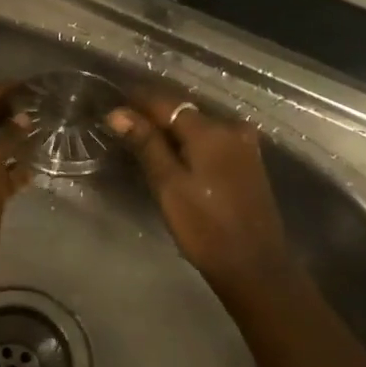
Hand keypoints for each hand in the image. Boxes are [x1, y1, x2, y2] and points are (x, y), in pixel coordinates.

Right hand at [108, 92, 296, 296]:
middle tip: (122, 121)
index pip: (165, 102)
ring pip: (197, 125)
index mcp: (210, 130)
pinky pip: (211, 138)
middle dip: (152, 113)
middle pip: (183, 110)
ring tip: (141, 135)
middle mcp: (230, 127)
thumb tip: (118, 112)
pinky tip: (173, 151)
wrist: (254, 266)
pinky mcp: (247, 161)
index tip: (111, 102)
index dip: (136, 100)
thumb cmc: (205, 227)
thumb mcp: (168, 185)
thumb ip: (146, 144)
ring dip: (171, 128)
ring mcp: (243, 144)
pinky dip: (189, 140)